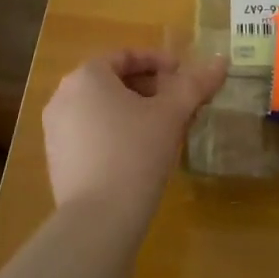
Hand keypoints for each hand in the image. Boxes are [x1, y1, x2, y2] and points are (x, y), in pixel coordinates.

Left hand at [43, 50, 226, 220]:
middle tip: (178, 103)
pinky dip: (116, 132)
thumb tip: (222, 61)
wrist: (97, 222)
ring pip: (102, 107)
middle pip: (112, 81)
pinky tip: (140, 153)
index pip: (126, 56)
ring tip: (164, 128)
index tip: (183, 75)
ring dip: (134, 110)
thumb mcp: (171, 115)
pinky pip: (91, 132)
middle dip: (149, 87)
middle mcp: (64, 96)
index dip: (159, 61)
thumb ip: (196, 84)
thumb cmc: (135, 153)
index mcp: (86, 76)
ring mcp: (56, 130)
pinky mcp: (57, 160)